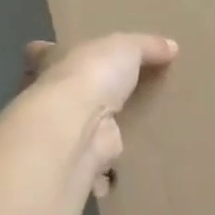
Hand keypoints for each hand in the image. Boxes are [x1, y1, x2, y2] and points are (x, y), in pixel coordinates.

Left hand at [23, 33, 177, 196]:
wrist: (78, 126)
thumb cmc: (92, 74)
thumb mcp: (126, 47)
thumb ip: (147, 46)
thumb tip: (171, 46)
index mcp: (52, 62)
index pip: (42, 54)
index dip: (48, 53)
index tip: (52, 52)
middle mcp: (50, 97)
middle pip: (60, 94)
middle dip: (75, 96)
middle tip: (103, 97)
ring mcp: (62, 131)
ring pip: (77, 129)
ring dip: (93, 132)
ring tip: (124, 131)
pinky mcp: (79, 159)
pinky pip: (97, 161)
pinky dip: (107, 168)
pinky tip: (127, 164)